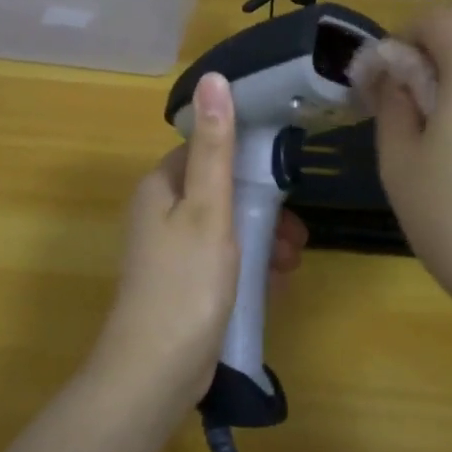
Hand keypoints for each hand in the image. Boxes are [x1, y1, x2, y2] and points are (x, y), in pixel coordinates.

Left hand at [93, 73, 306, 409]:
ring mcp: (170, 252)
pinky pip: (222, 260)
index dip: (247, 159)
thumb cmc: (186, 283)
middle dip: (263, 208)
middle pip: (221, 192)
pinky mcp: (183, 284)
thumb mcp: (208, 209)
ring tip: (290, 263)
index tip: (284, 177)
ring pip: (226, 228)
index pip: (207, 150)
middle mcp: (161, 213)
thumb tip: (214, 78)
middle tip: (296, 235)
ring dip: (262, 239)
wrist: (155, 373)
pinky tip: (275, 283)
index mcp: (161, 187)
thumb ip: (215, 147)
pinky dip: (249, 266)